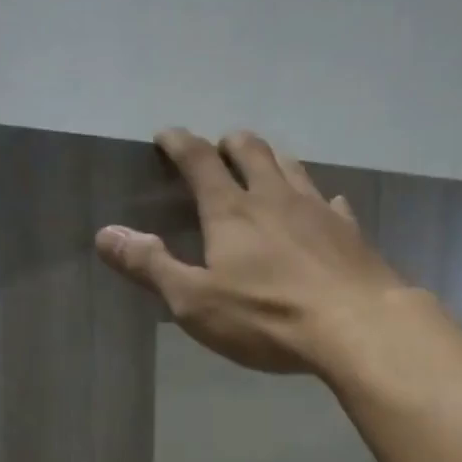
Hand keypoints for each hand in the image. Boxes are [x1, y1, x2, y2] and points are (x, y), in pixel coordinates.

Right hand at [95, 128, 409, 374]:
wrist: (356, 326)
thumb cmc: (267, 318)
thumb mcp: (195, 302)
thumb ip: (151, 267)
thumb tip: (106, 234)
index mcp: (231, 211)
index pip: (199, 161)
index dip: (180, 144)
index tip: (167, 135)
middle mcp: (275, 197)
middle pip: (252, 152)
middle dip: (231, 144)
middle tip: (222, 146)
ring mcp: (318, 210)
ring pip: (293, 168)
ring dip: (275, 160)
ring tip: (268, 163)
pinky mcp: (350, 232)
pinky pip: (333, 203)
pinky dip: (321, 200)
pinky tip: (327, 207)